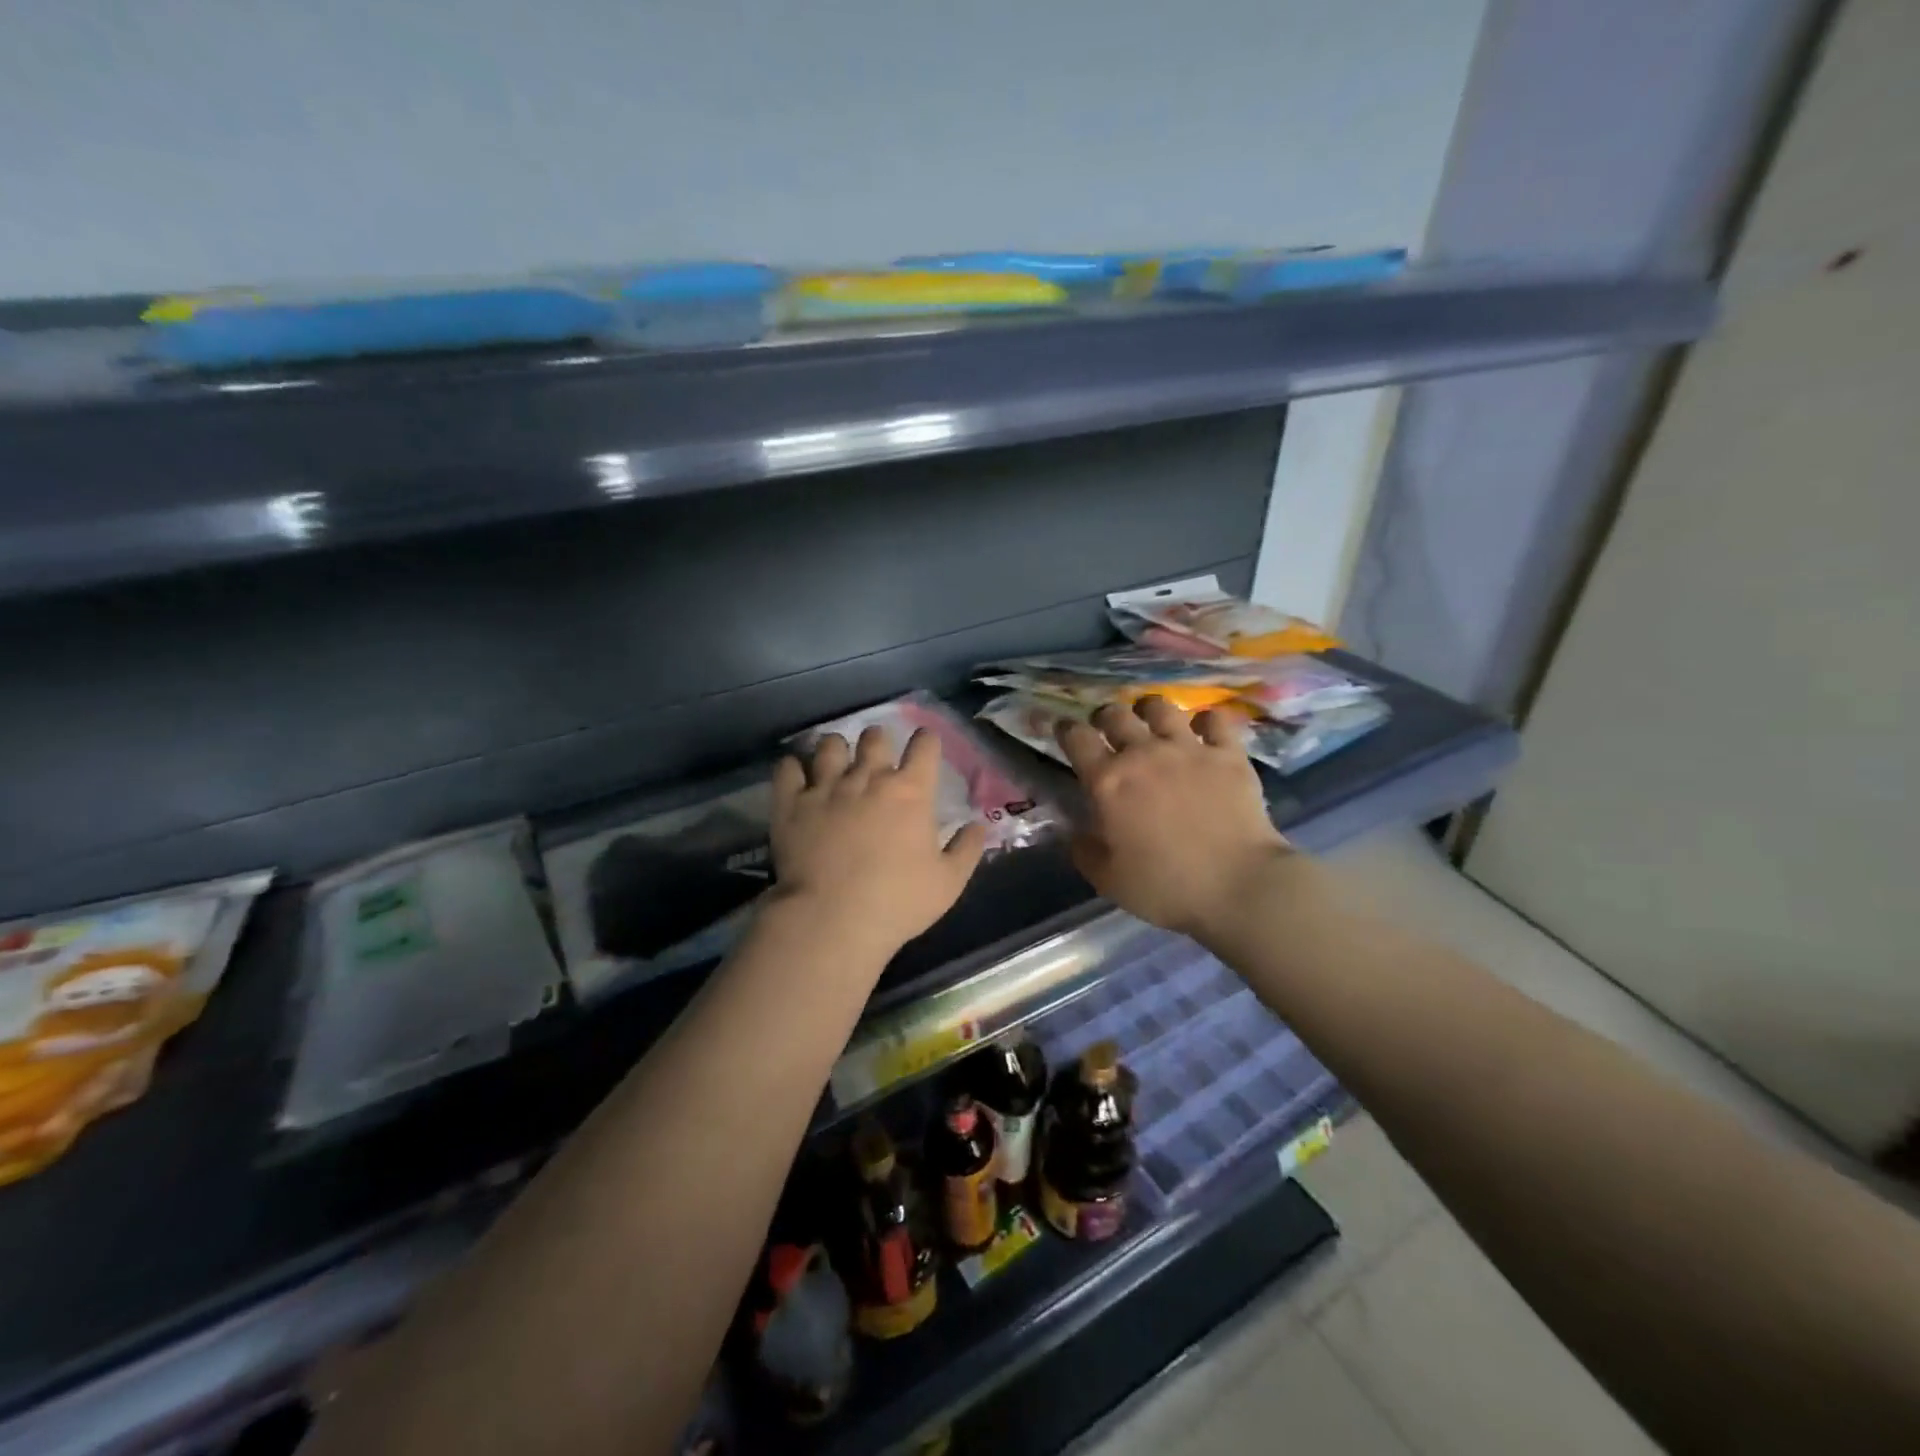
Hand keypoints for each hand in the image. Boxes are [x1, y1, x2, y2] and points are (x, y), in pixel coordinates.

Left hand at [769, 727, 986, 957]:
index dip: (926, 740)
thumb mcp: (948, 883)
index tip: (925, 745)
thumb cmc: (897, 902)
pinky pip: (788, 768)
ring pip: (830, 745)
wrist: (832, 919)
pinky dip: (793, 767)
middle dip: (878, 741)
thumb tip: (978, 825)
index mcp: (910, 791)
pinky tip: (797, 775)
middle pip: (874, 737)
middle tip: (877, 758)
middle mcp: (868, 778)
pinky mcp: (791, 804)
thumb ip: (966, 849)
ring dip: (837, 750)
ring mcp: (826, 787)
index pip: (924, 746)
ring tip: (836, 763)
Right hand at [1057, 697, 1293, 937]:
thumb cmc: (1165, 887)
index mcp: (1108, 782)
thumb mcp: (1108, 880)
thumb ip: (1084, 851)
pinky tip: (1203, 730)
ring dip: (1149, 709)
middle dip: (1105, 716)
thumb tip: (1076, 833)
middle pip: (1115, 715)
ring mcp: (1188, 749)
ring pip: (1161, 708)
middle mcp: (1143, 754)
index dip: (1066, 729)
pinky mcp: (1228, 754)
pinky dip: (1205, 721)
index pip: (1077, 738)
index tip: (1064, 730)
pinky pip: (1214, 719)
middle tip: (1107, 728)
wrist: (1237, 886)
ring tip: (1150, 718)